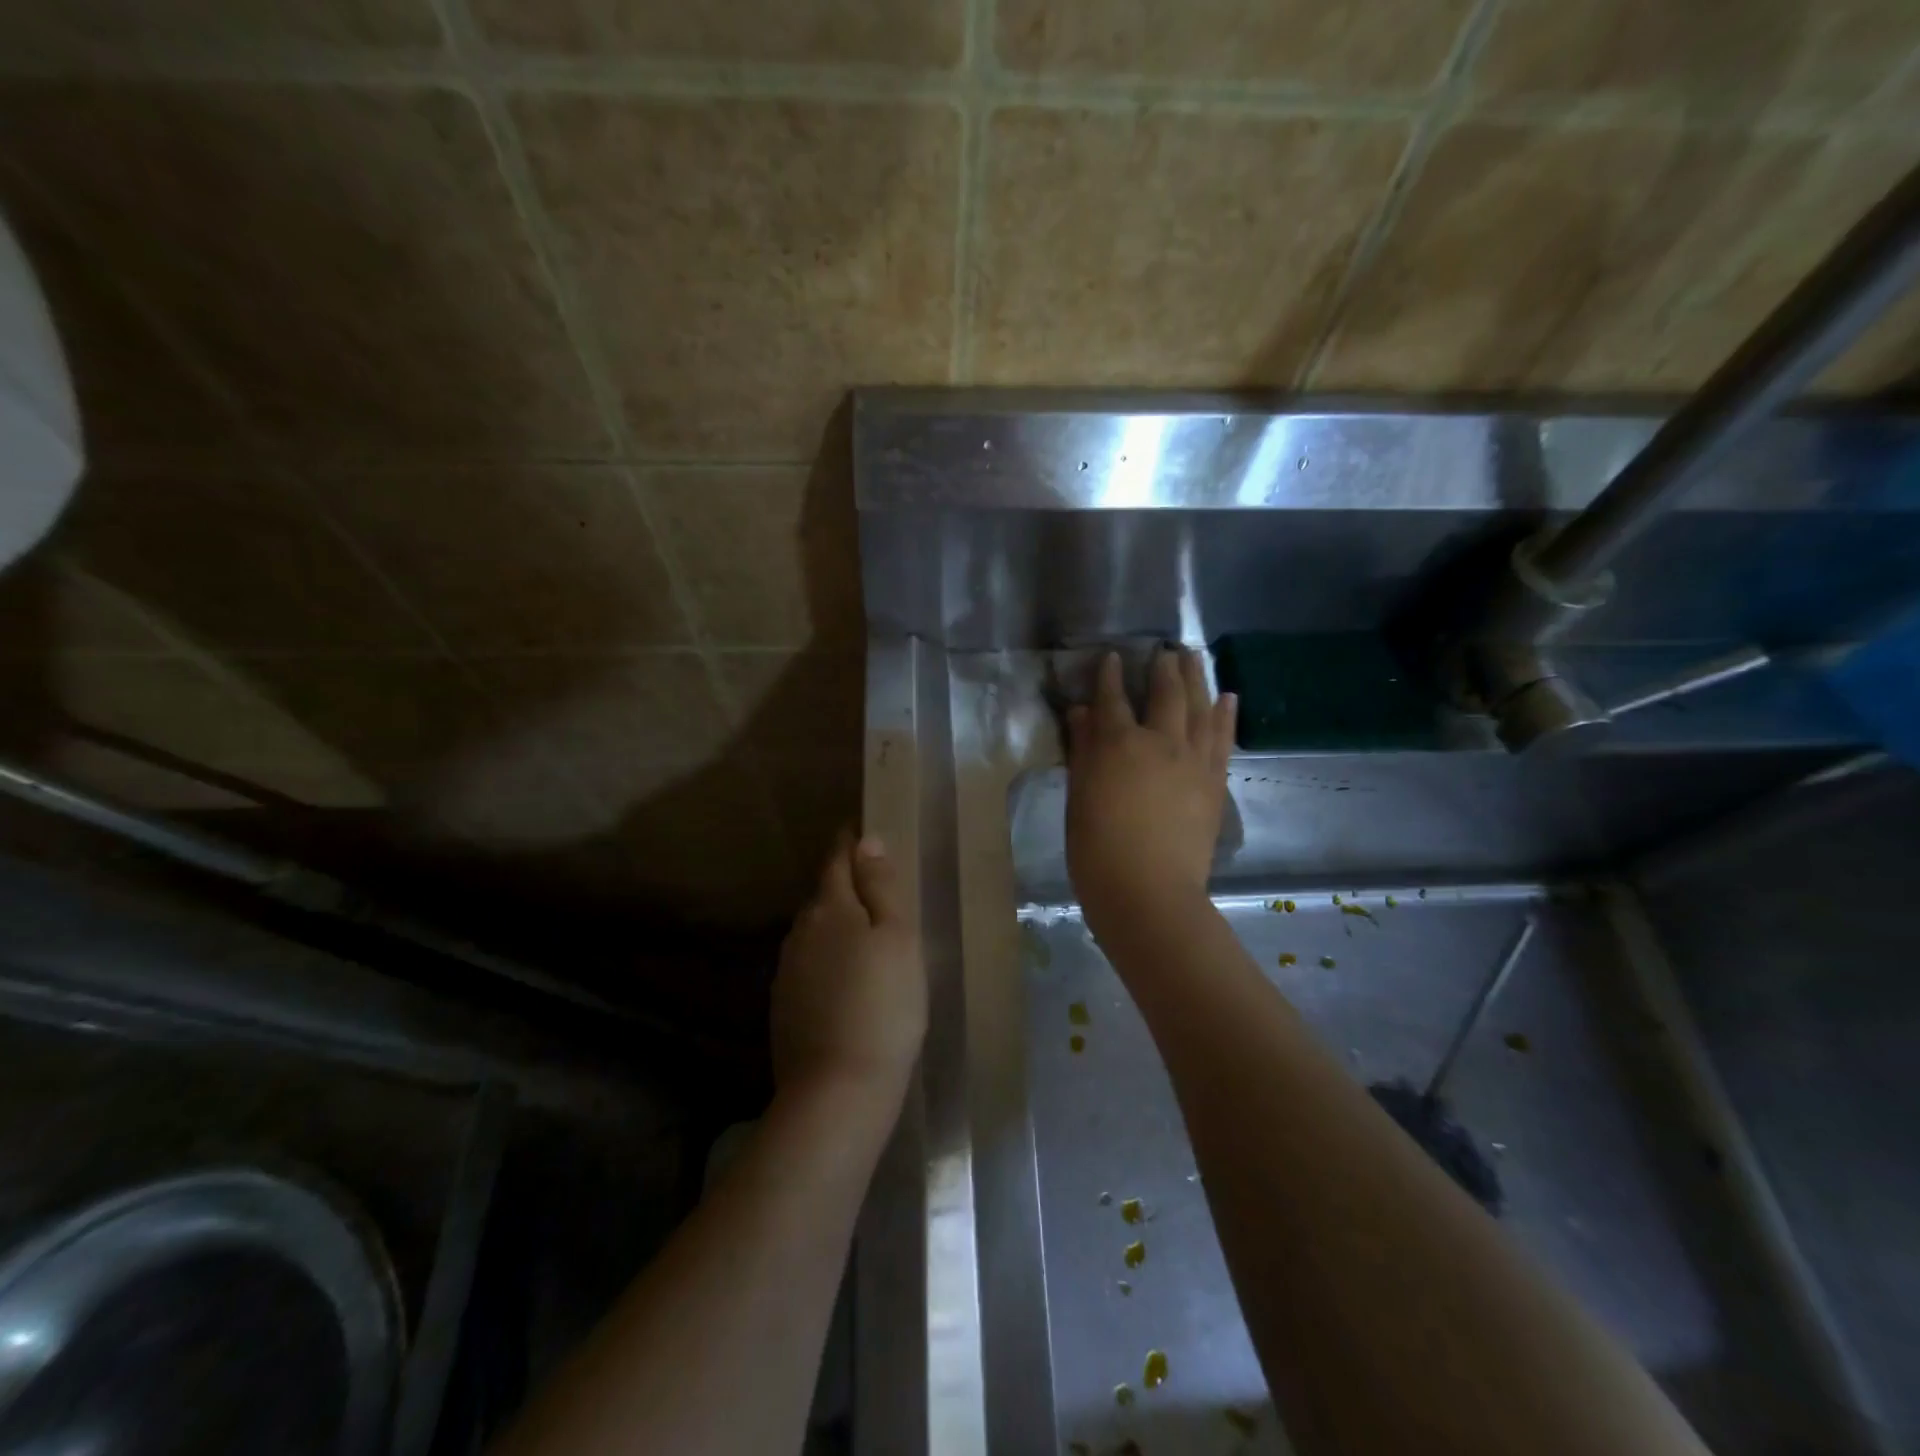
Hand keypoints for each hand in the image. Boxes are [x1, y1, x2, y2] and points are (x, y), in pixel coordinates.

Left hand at [772, 834, 926, 1111]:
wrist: (838, 1089)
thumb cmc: (884, 1005)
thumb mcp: (898, 938)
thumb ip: (881, 886)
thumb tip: (866, 840)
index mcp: (830, 908)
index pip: (836, 861)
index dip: (848, 844)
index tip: (857, 829)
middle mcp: (800, 932)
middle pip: (823, 897)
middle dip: (843, 886)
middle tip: (872, 887)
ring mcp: (787, 971)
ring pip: (813, 933)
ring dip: (834, 926)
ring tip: (862, 935)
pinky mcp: (784, 1006)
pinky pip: (808, 966)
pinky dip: (826, 961)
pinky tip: (843, 980)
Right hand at [1066, 648, 1236, 932]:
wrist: (1150, 893)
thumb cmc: (1097, 850)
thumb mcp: (1079, 798)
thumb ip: (1082, 751)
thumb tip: (1082, 713)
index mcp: (1118, 744)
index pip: (1112, 698)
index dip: (1110, 675)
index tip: (1111, 657)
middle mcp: (1160, 741)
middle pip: (1165, 693)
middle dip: (1163, 667)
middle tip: (1165, 648)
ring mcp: (1193, 760)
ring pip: (1199, 706)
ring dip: (1197, 678)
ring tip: (1195, 656)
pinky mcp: (1214, 781)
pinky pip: (1222, 738)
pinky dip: (1225, 714)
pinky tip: (1227, 697)